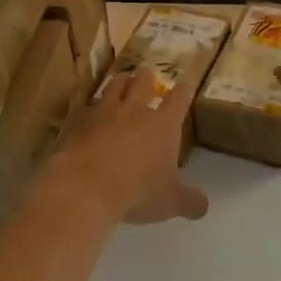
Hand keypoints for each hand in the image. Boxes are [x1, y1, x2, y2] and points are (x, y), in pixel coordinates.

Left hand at [46, 69, 208, 224]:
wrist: (85, 187)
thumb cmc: (137, 191)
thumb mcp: (171, 202)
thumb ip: (190, 201)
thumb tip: (203, 206)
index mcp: (162, 124)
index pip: (178, 99)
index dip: (183, 91)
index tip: (185, 84)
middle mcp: (133, 111)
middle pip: (141, 83)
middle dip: (146, 78)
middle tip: (146, 74)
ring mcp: (102, 114)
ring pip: (112, 88)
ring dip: (119, 83)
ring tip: (120, 80)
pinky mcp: (77, 123)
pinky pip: (86, 110)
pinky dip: (90, 110)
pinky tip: (88, 115)